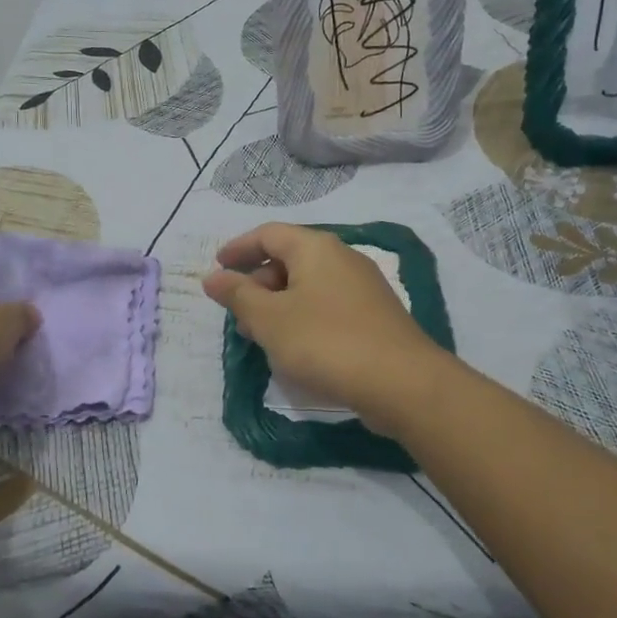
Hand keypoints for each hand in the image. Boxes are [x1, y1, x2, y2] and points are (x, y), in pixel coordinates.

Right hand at [201, 223, 442, 428]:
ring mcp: (362, 287)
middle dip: (257, 282)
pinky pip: (327, 305)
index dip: (239, 248)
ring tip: (260, 336)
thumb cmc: (326, 342)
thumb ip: (238, 295)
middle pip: (289, 258)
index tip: (217, 267)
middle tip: (237, 313)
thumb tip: (213, 277)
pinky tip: (295, 348)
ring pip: (308, 285)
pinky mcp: (374, 315)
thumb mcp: (270, 319)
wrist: (402, 383)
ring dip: (278, 304)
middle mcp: (341, 258)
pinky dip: (302, 317)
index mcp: (315, 248)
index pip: (268, 234)